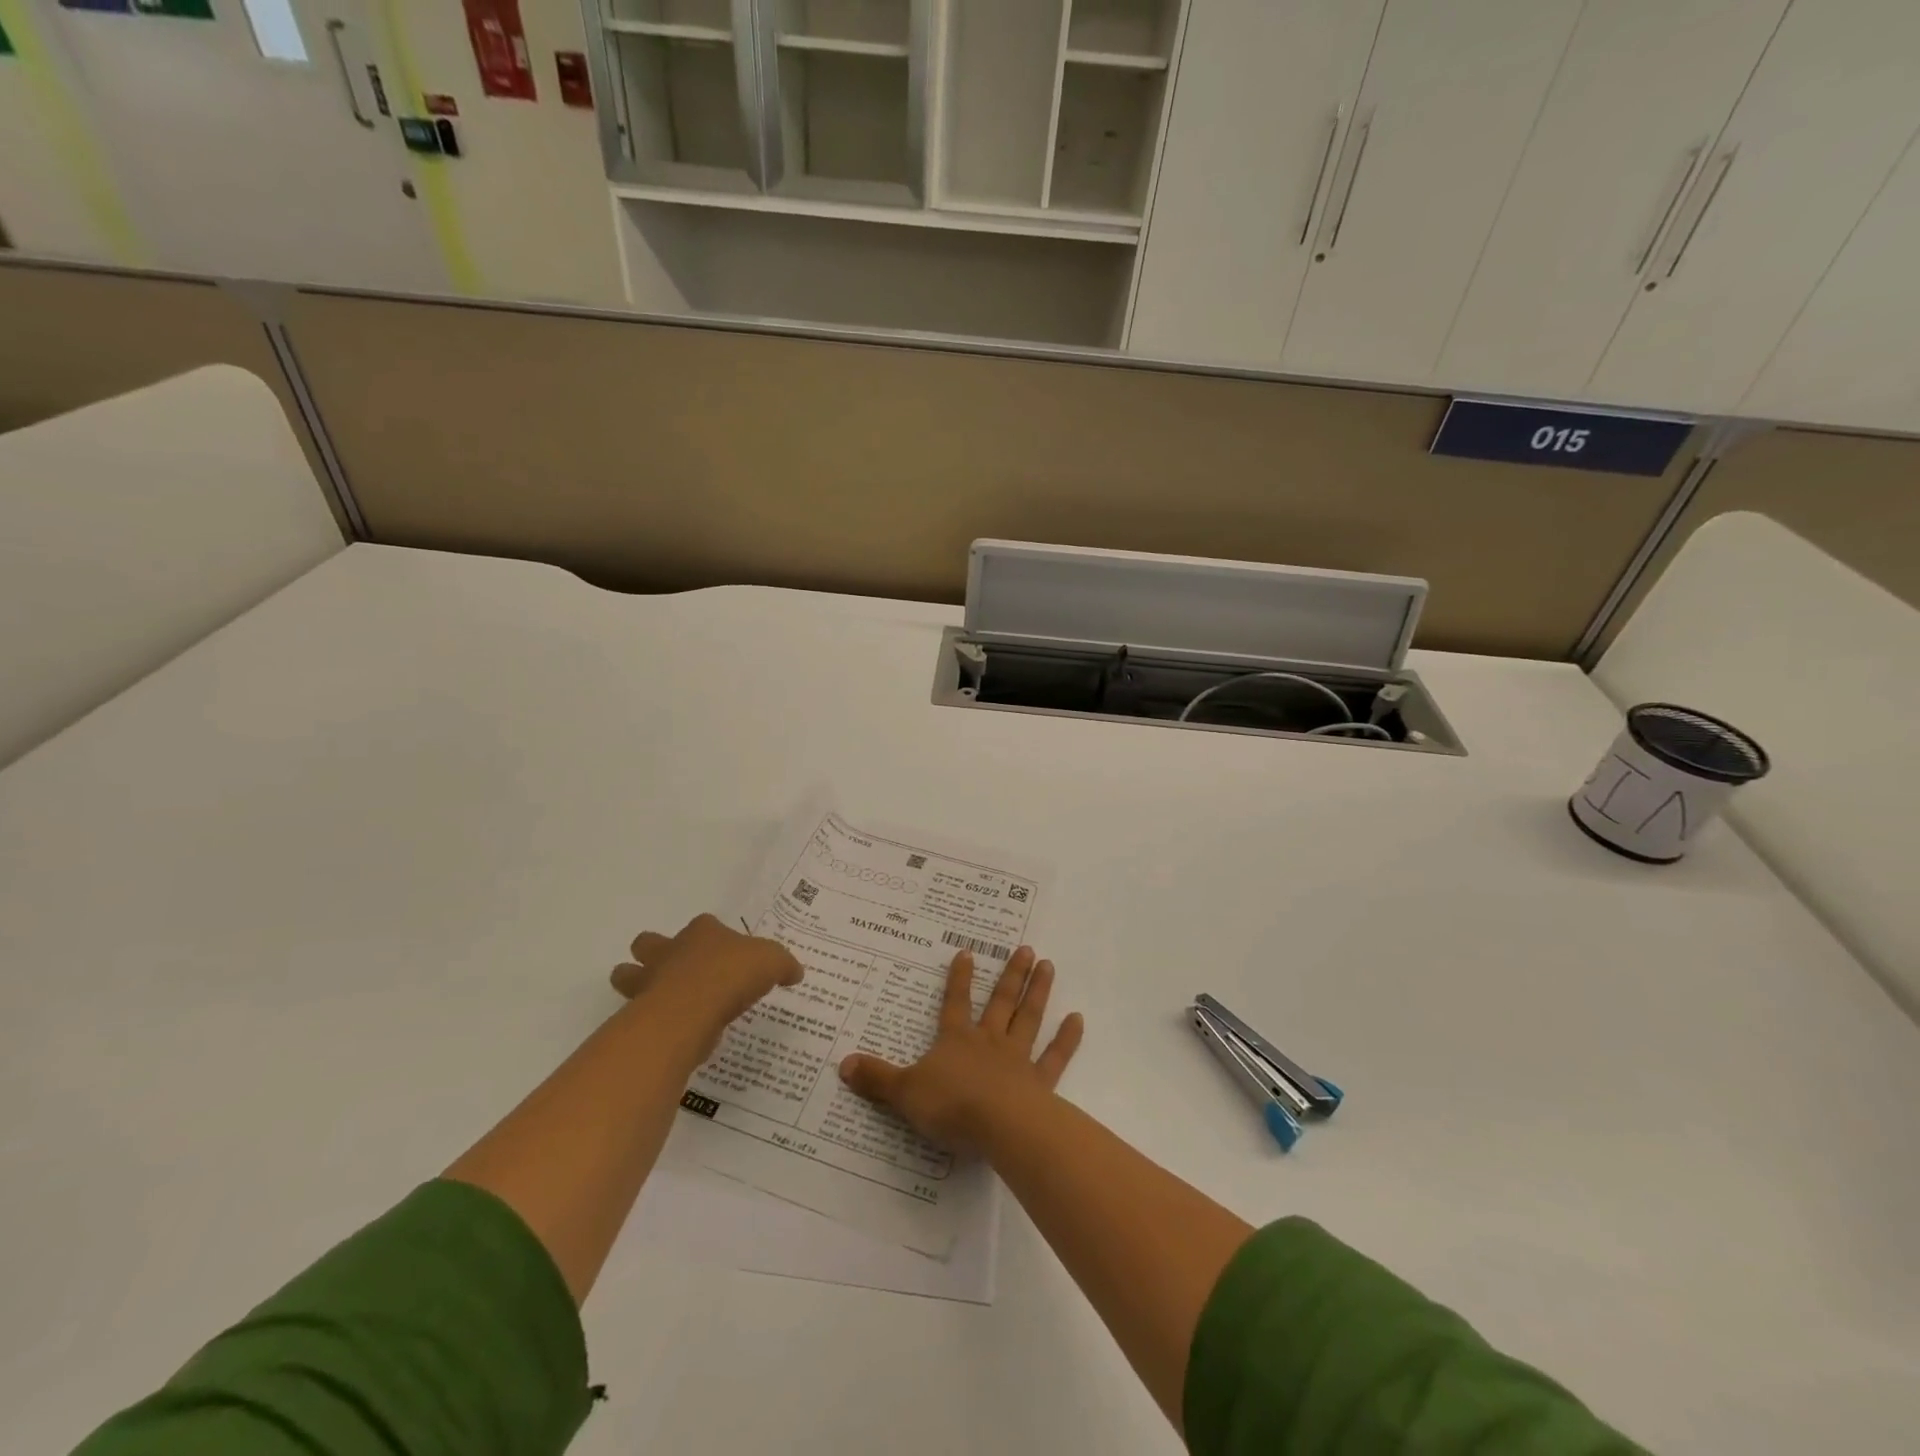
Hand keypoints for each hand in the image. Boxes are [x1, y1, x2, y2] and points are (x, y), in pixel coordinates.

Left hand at [610, 914, 801, 1062]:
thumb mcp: (773, 961)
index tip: (727, 952)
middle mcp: (671, 950)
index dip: (713, 935)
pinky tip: (671, 1029)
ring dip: (637, 983)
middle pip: (648, 943)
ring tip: (661, 999)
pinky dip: (650, 1018)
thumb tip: (795, 972)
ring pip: (628, 975)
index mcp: (703, 932)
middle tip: (675, 969)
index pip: (704, 924)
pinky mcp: (642, 1013)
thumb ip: (783, 965)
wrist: (692, 1010)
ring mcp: (650, 981)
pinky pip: (639, 1011)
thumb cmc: (732, 974)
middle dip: (654, 953)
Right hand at [838, 947, 1083, 1152]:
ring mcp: (1017, 1059)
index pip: (955, 1003)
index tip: (967, 952)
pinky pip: (1055, 1056)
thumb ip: (877, 1079)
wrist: (998, 1126)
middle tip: (1025, 949)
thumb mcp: (904, 1093)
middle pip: (1000, 1002)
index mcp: (956, 1040)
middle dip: (1010, 975)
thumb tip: (843, 1064)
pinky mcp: (1039, 1082)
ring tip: (1048, 965)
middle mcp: (989, 1041)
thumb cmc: (951, 1105)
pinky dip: (1067, 1038)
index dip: (959, 978)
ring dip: (1037, 992)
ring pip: (1028, 1018)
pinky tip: (1078, 1018)